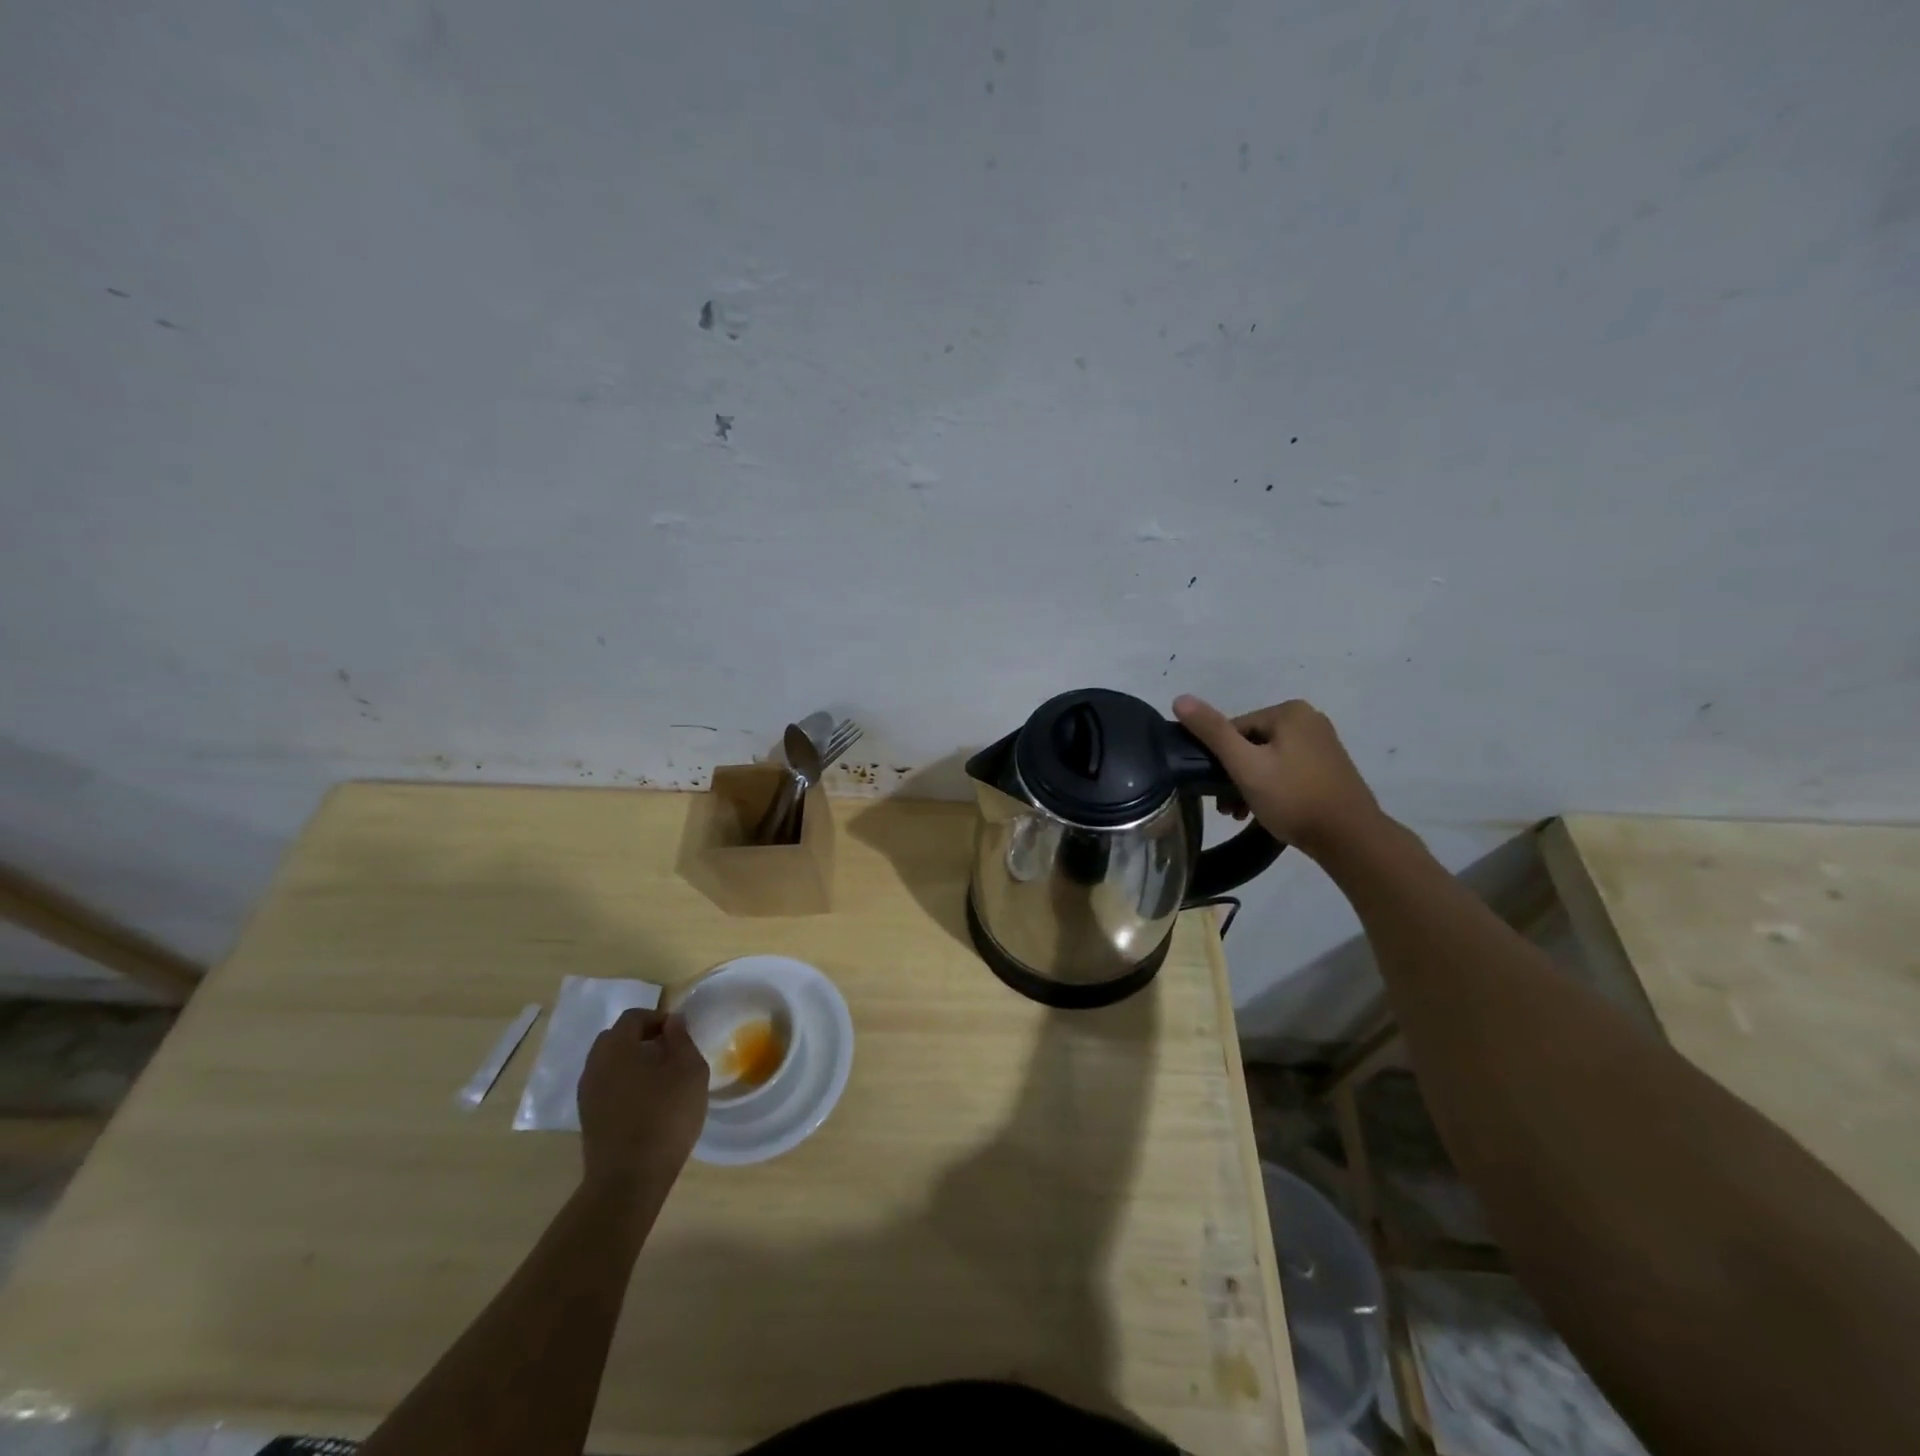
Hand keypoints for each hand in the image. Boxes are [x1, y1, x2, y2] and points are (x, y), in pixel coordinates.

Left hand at [578, 1009, 708, 1195]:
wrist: (628, 1180)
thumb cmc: (665, 1116)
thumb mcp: (689, 1070)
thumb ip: (681, 1039)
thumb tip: (672, 1020)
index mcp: (616, 1047)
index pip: (634, 1017)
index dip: (658, 1018)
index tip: (680, 1035)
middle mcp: (594, 1065)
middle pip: (616, 1038)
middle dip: (642, 1038)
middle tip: (669, 1053)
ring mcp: (587, 1094)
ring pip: (609, 1064)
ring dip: (632, 1063)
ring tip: (660, 1079)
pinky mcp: (588, 1118)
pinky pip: (606, 1087)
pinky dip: (624, 1085)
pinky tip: (646, 1103)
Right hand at [1173, 695, 1382, 858]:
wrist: (1351, 838)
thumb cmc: (1294, 798)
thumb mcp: (1246, 766)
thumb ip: (1213, 732)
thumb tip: (1180, 698)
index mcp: (1289, 711)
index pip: (1234, 729)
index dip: (1220, 760)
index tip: (1215, 790)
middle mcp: (1309, 719)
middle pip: (1250, 743)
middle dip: (1234, 774)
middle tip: (1227, 808)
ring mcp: (1322, 744)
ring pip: (1267, 759)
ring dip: (1249, 784)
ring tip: (1242, 814)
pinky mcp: (1328, 767)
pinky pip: (1286, 770)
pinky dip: (1271, 787)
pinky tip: (1265, 811)